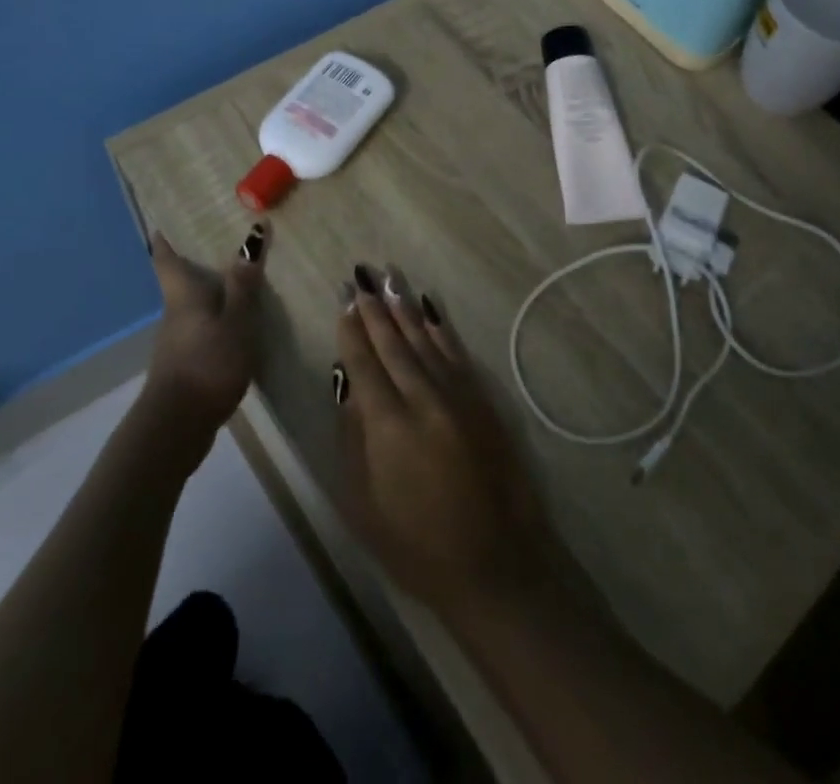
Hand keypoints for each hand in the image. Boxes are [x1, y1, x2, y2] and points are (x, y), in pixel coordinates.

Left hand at [142, 226, 263, 438]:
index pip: (165, 258)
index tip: (166, 219)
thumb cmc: (207, 363)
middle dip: (197, 260)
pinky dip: (218, 317)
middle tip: (225, 239)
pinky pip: (204, 328)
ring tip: (242, 277)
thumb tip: (252, 234)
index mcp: (183, 294)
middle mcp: (176, 312)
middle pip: (181, 279)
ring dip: (212, 291)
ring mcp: (178, 341)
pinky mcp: (187, 364)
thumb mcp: (236, 320)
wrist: (177, 427)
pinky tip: (240, 323)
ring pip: (194, 305)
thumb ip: (244, 283)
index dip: (164, 237)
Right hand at [334, 264, 554, 616]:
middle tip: (362, 274)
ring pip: (425, 340)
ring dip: (405, 307)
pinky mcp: (483, 400)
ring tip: (390, 278)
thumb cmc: (417, 546)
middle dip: (375, 307)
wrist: (496, 564)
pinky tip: (430, 309)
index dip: (351, 329)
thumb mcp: (363, 504)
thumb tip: (347, 385)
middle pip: (394, 343)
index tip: (343, 298)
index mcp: (388, 425)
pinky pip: (456, 352)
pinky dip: (440, 328)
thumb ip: (352, 438)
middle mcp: (423, 399)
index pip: (364, 362)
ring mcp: (458, 396)